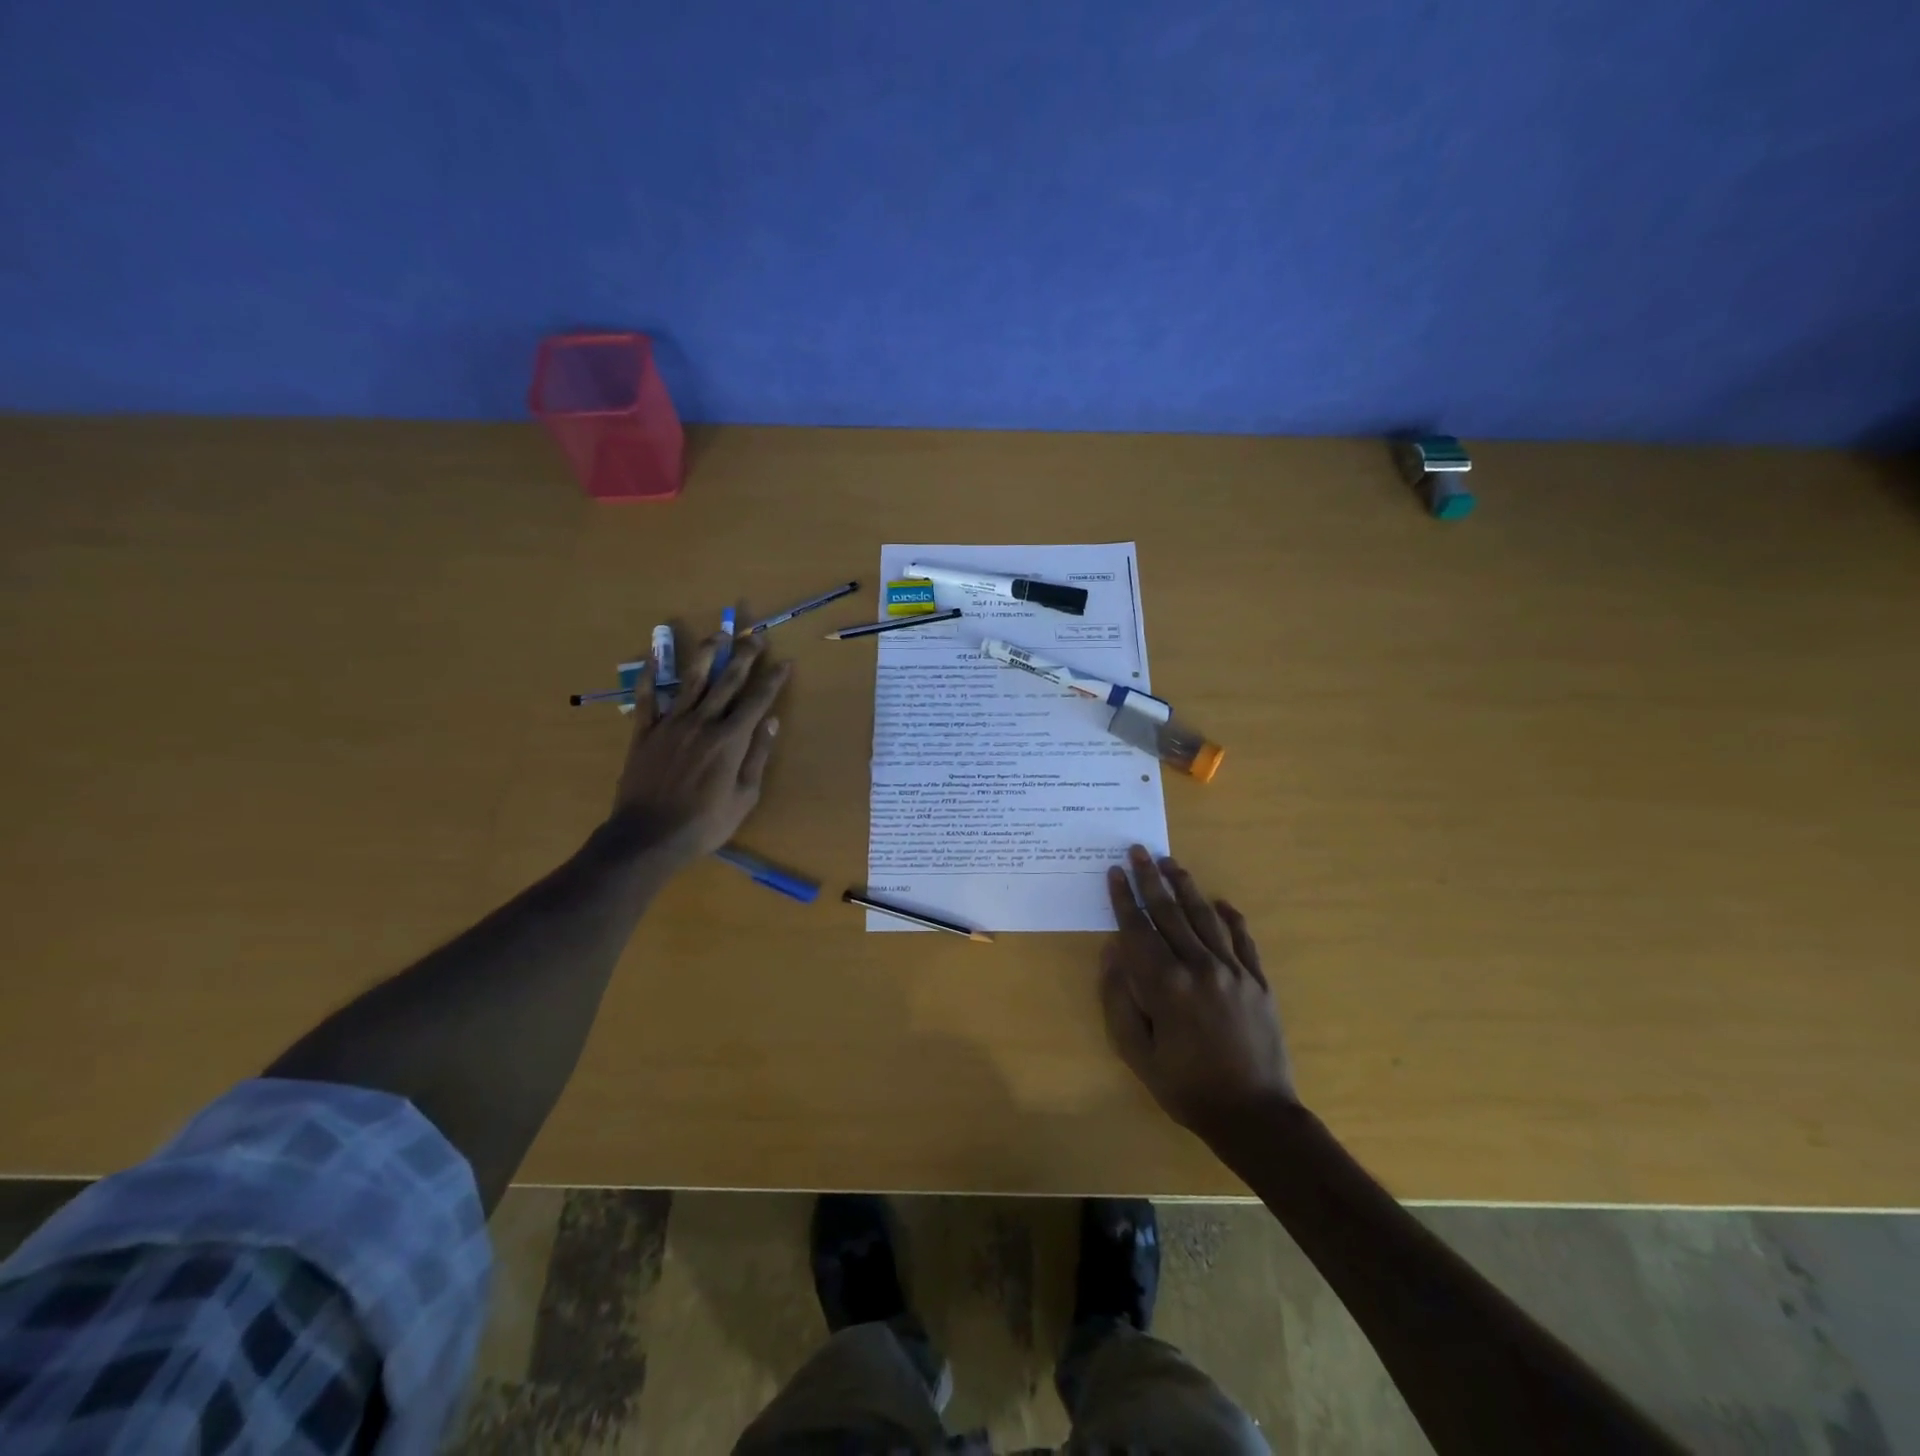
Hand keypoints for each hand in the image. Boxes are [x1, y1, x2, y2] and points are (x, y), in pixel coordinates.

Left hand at [610, 633, 791, 862]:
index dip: (772, 680)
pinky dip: (649, 674)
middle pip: (726, 681)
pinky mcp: (644, 732)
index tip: (784, 662)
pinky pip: (646, 697)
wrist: (648, 835)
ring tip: (717, 634)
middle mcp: (702, 722)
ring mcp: (671, 724)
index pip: (757, 700)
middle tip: (755, 636)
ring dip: (705, 654)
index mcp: (730, 739)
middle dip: (744, 656)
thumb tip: (771, 721)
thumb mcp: (744, 796)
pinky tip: (653, 654)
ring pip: (690, 680)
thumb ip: (757, 755)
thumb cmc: (705, 823)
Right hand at [1100, 845, 1298, 1135]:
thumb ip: (1120, 1000)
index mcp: (1166, 985)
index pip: (1138, 929)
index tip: (1114, 872)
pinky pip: (1243, 939)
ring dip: (1186, 887)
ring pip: (1205, 917)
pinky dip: (1230, 917)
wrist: (1255, 1115)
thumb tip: (1114, 953)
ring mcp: (1234, 970)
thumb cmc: (1186, 1088)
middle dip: (1151, 879)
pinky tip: (1220, 902)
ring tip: (1171, 863)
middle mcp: (1200, 967)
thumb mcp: (1137, 1053)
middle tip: (1139, 850)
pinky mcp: (1259, 981)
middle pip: (1170, 912)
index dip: (1124, 899)